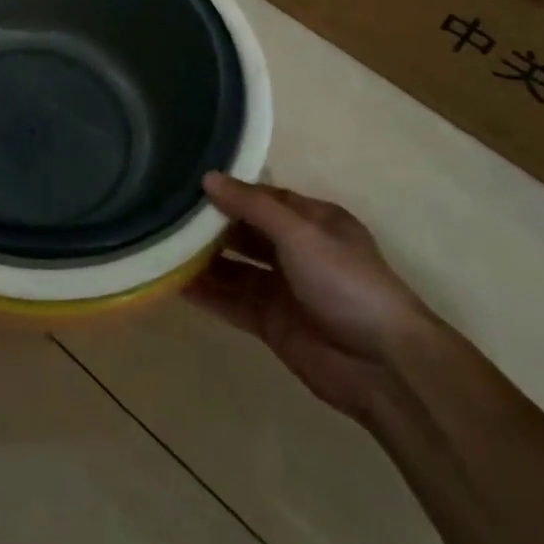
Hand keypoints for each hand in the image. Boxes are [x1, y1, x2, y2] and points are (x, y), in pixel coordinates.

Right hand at [186, 173, 437, 420]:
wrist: (384, 366)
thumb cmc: (347, 283)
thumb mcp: (301, 233)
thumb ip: (252, 206)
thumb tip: (207, 177)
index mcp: (312, 221)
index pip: (262, 196)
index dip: (228, 189)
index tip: (186, 180)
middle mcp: (295, 250)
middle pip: (244, 230)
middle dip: (209, 223)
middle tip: (164, 210)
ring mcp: (282, 288)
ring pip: (233, 266)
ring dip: (202, 258)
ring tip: (159, 242)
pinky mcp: (271, 323)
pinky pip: (231, 300)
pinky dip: (205, 292)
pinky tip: (172, 282)